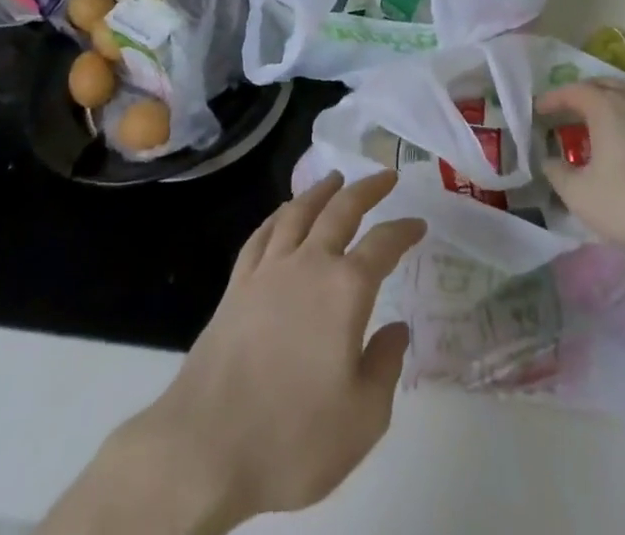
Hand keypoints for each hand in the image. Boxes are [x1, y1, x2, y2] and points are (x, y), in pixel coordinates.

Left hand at [40, 171, 424, 534]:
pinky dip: (277, 216)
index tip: (419, 224)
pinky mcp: (236, 286)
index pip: (383, 244)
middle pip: (341, 210)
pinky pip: (261, 236)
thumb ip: (386, 367)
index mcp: (346, 289)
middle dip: (367, 189)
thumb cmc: (292, 437)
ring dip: (320, 191)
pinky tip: (283, 214)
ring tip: (335, 178)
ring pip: (298, 212)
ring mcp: (268, 271)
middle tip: (385, 176)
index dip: (404, 230)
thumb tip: (396, 329)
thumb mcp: (363, 418)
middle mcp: (308, 264)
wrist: (205, 449)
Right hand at [537, 78, 624, 264]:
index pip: (573, 90)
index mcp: (606, 107)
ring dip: (607, 108)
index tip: (538, 109)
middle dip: (581, 97)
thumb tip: (549, 160)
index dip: (552, 98)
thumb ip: (558, 174)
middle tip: (566, 114)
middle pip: (603, 87)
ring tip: (596, 129)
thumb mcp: (582, 196)